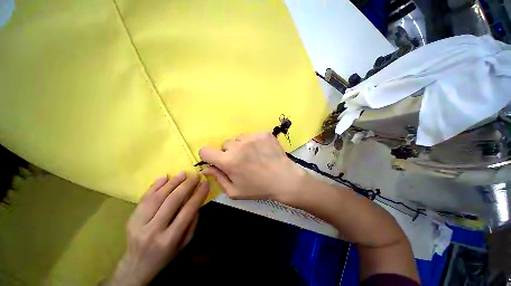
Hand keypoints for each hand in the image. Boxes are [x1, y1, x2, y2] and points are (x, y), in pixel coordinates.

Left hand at [109, 173, 208, 285]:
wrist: (136, 266)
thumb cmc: (165, 255)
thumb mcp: (184, 243)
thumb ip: (192, 222)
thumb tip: (197, 200)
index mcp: (169, 239)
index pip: (187, 211)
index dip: (198, 195)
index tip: (205, 183)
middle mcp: (153, 230)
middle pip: (172, 201)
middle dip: (186, 185)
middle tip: (195, 176)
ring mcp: (139, 224)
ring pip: (157, 197)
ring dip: (172, 183)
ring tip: (183, 174)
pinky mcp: (130, 218)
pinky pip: (144, 198)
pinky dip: (155, 186)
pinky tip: (164, 177)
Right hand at [199, 133, 306, 200]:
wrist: (284, 179)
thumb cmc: (259, 188)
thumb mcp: (235, 191)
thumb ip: (218, 178)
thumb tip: (205, 168)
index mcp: (229, 161)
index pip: (205, 150)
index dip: (208, 156)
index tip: (216, 160)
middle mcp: (238, 146)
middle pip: (225, 144)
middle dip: (230, 153)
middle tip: (242, 161)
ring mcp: (252, 137)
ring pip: (238, 139)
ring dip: (242, 146)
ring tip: (254, 156)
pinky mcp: (263, 133)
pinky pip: (252, 135)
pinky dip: (254, 142)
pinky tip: (262, 151)